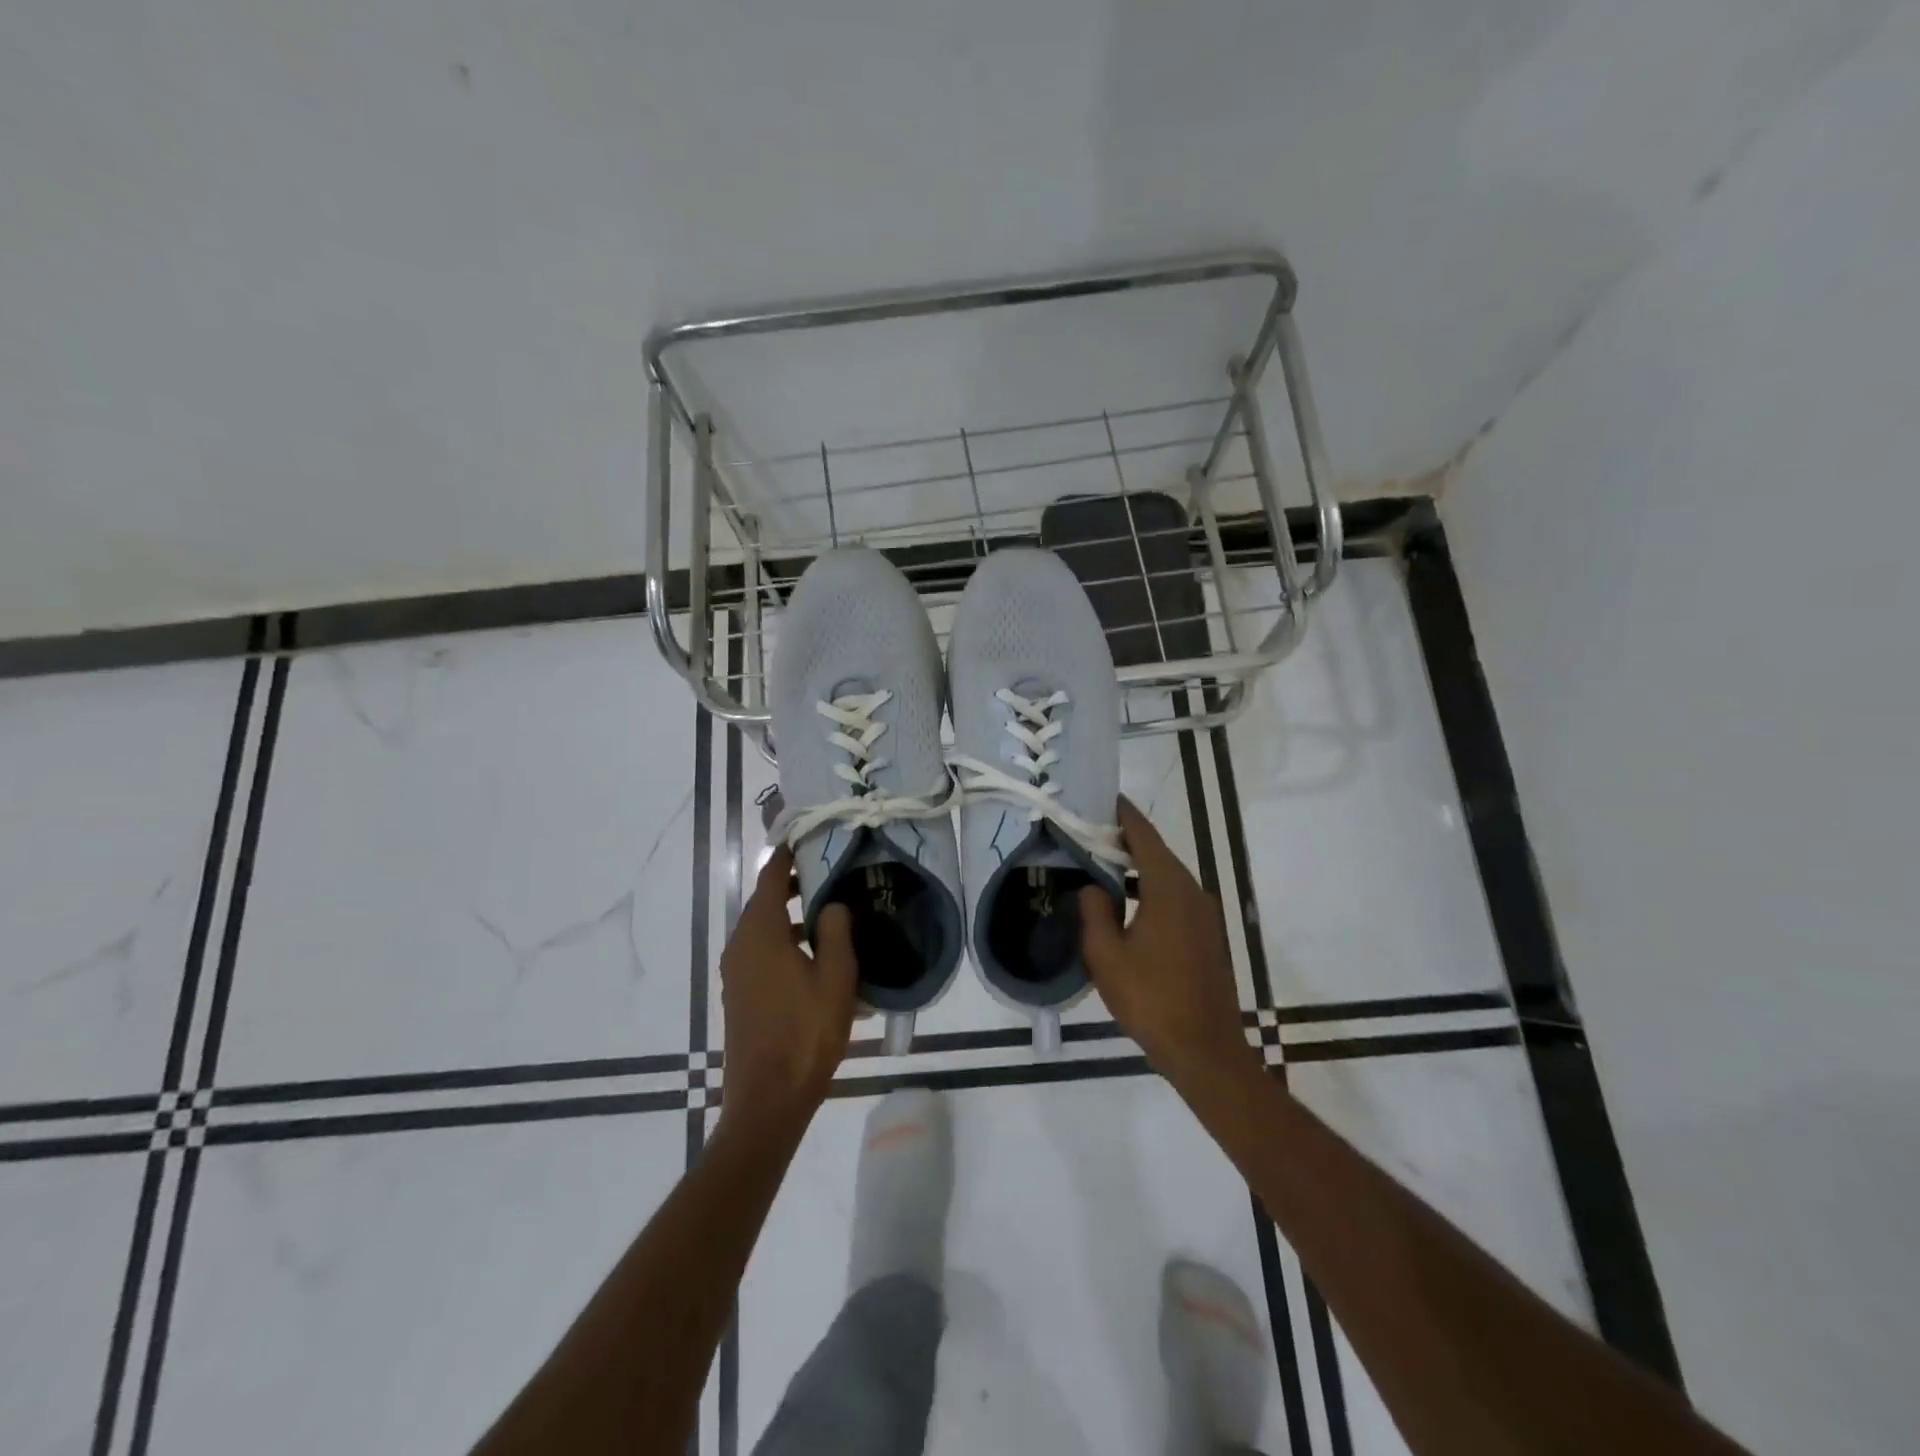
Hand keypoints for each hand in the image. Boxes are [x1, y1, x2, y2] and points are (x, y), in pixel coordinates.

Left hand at [717, 846, 857, 1136]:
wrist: (768, 1100)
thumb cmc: (806, 1033)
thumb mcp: (835, 978)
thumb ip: (836, 931)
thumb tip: (832, 903)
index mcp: (761, 933)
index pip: (771, 877)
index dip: (788, 855)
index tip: (809, 838)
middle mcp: (741, 945)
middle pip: (766, 902)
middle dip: (797, 887)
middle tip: (833, 877)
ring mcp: (737, 972)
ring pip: (766, 931)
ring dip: (795, 920)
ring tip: (834, 920)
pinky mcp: (740, 995)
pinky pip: (764, 956)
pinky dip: (787, 946)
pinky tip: (820, 966)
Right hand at [1079, 797, 1256, 1091]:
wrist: (1205, 1049)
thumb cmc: (1151, 999)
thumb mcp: (1106, 956)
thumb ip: (1095, 912)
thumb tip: (1092, 887)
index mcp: (1168, 888)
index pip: (1143, 836)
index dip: (1122, 814)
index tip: (1100, 797)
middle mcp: (1191, 891)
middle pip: (1156, 852)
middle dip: (1124, 839)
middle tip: (1088, 832)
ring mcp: (1203, 913)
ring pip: (1165, 876)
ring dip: (1136, 867)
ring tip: (1100, 865)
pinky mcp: (1206, 934)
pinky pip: (1174, 897)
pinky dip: (1149, 889)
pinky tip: (1126, 904)